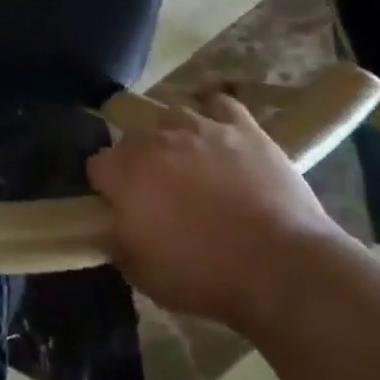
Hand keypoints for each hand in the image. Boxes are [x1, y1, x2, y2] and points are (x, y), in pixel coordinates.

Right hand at [86, 97, 344, 329]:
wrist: (281, 266)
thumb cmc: (206, 275)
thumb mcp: (144, 275)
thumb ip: (117, 242)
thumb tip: (107, 227)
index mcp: (126, 172)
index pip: (98, 166)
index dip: (108, 188)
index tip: (121, 209)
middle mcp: (156, 138)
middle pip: (133, 138)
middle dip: (139, 162)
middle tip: (159, 194)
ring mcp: (200, 126)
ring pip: (172, 117)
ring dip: (173, 138)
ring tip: (191, 164)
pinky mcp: (241, 126)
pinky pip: (219, 104)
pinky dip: (214, 113)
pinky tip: (217, 130)